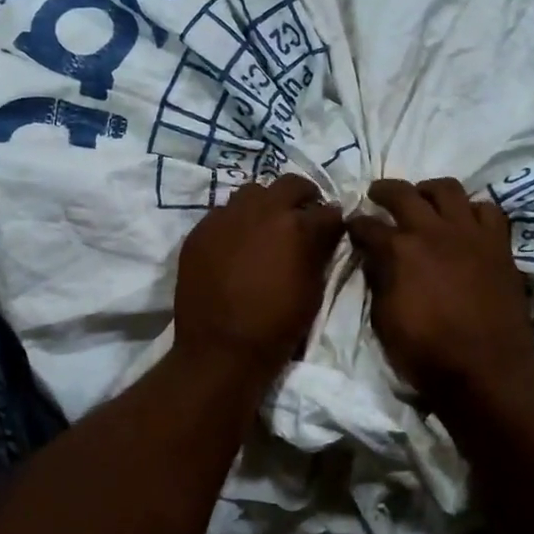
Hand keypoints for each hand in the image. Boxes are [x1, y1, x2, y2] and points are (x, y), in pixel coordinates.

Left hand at [174, 173, 344, 375]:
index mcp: (297, 226)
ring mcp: (226, 217)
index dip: (333, 220)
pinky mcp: (200, 230)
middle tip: (303, 215)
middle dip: (303, 196)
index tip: (332, 228)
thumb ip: (319, 253)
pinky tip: (235, 243)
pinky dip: (235, 222)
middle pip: (290, 184)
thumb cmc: (276, 325)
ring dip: (265, 204)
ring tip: (265, 226)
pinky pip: (222, 213)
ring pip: (252, 192)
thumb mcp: (312, 290)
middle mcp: (262, 210)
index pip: (327, 210)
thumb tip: (325, 234)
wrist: (220, 349)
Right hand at [347, 178, 533, 402]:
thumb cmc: (427, 353)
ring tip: (424, 200)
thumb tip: (374, 258)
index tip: (352, 227)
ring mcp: (469, 234)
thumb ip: (378, 281)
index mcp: (399, 251)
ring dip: (429, 191)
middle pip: (403, 193)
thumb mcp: (384, 321)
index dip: (355, 225)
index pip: (367, 226)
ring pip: (447, 189)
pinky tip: (465, 222)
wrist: (487, 371)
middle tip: (377, 195)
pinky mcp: (498, 244)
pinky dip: (472, 210)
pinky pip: (487, 210)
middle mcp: (432, 232)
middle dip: (383, 190)